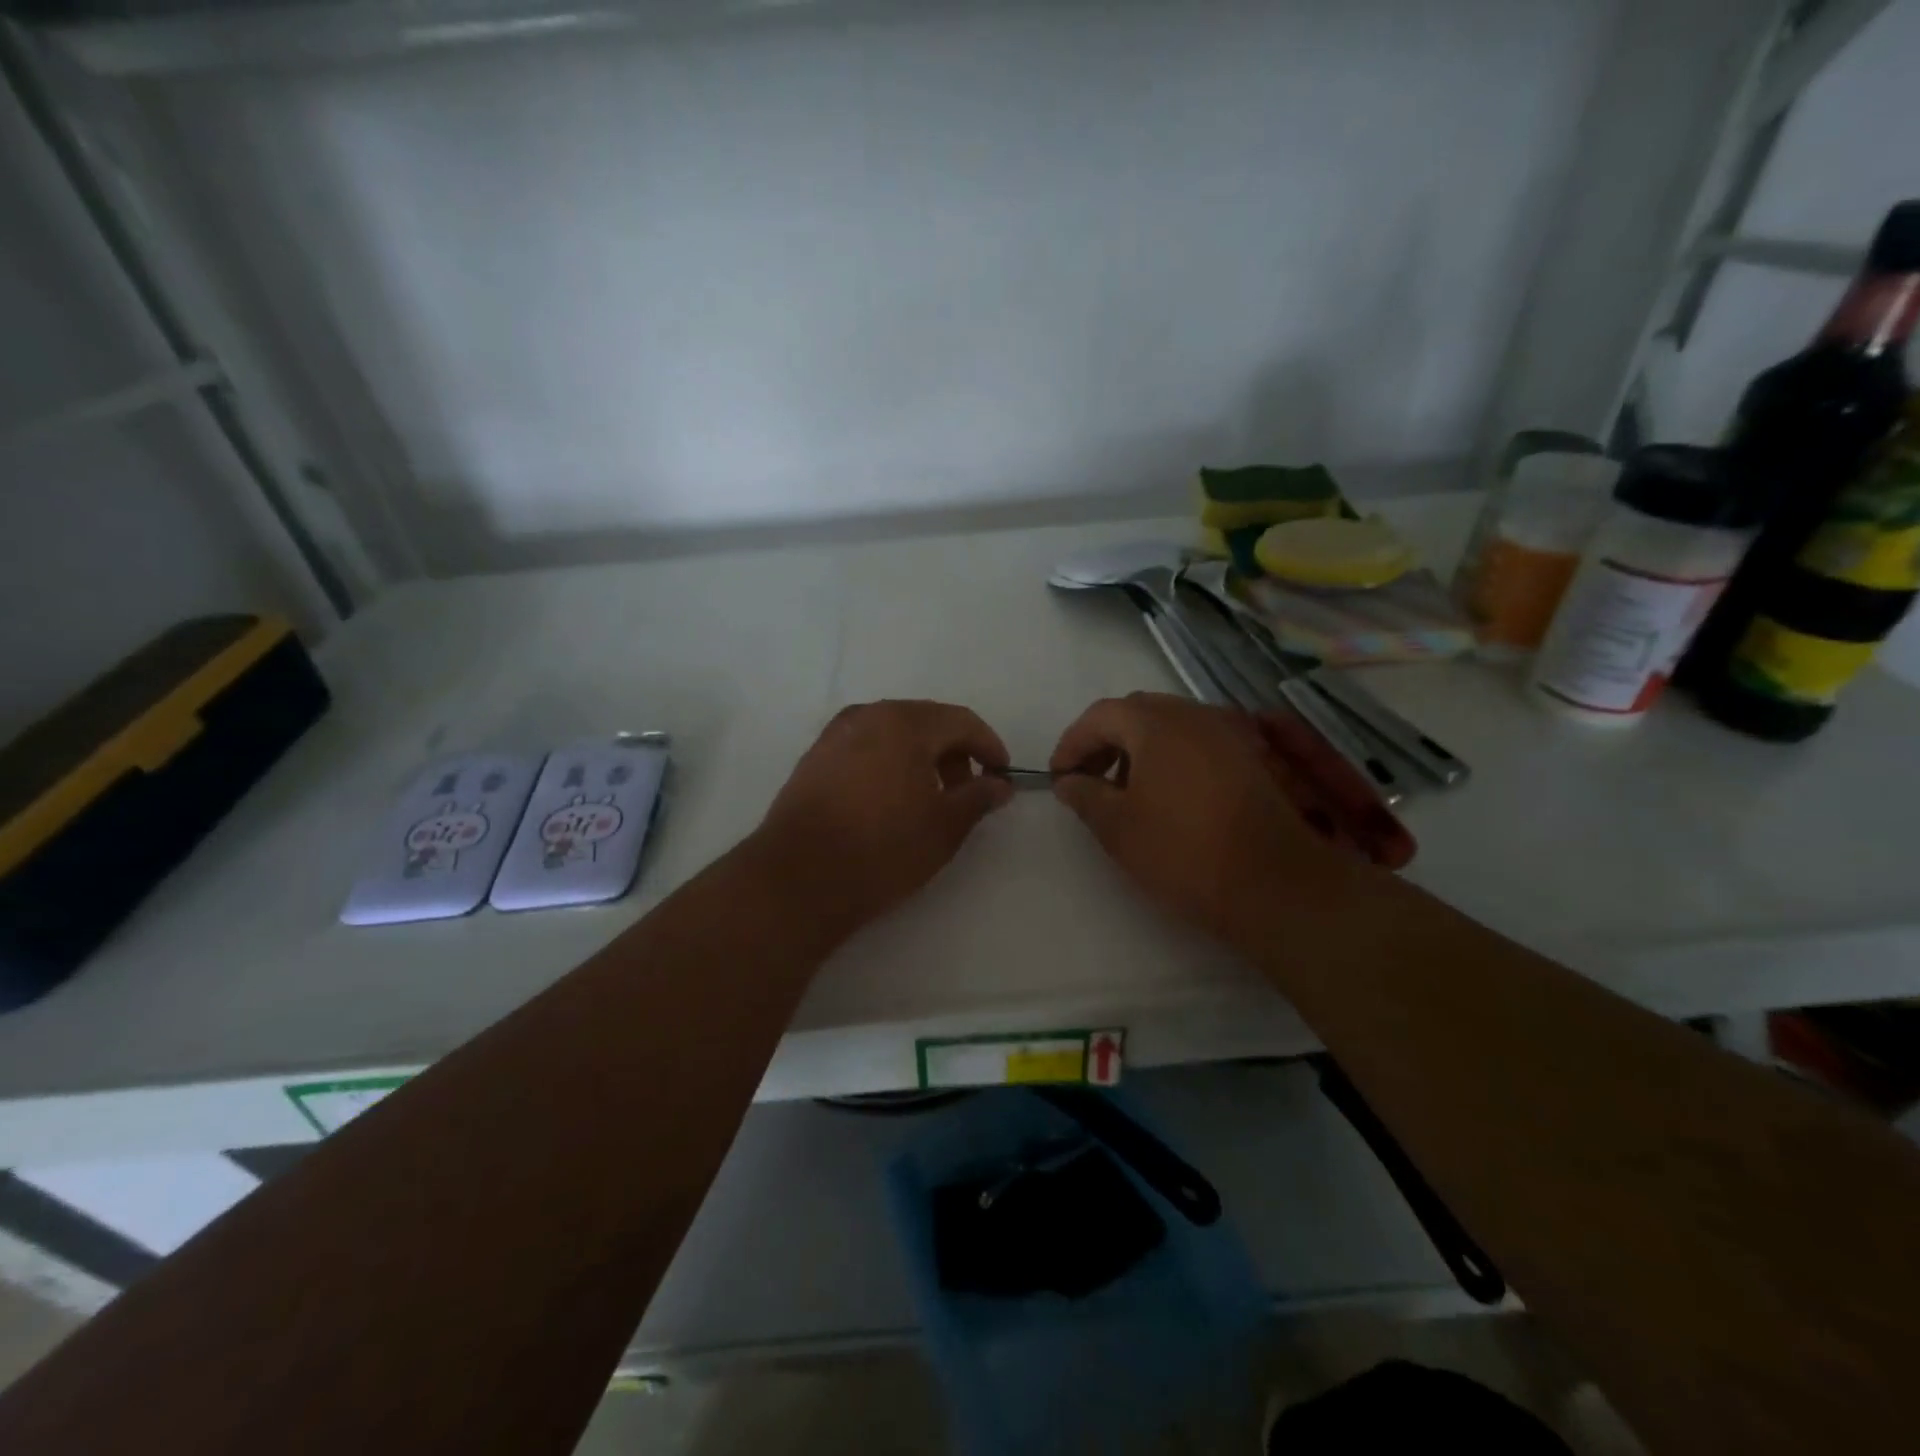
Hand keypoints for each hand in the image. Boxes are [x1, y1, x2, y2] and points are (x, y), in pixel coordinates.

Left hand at [757, 700, 1013, 930]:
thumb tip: (999, 785)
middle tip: (967, 790)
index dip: (989, 746)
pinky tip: (890, 800)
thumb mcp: (944, 827)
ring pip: (892, 733)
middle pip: (925, 722)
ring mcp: (835, 735)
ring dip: (920, 757)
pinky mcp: (814, 758)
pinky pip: (865, 747)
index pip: (961, 721)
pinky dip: (889, 763)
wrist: (799, 879)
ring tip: (930, 798)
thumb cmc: (882, 849)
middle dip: (954, 752)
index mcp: (904, 723)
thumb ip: (978, 798)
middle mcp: (868, 716)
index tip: (1002, 776)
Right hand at [1049, 692, 1413, 943]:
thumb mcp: (1117, 828)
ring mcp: (1232, 732)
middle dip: (1106, 741)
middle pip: (1138, 713)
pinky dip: (1174, 756)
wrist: (1274, 883)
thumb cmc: (1183, 851)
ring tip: (1126, 790)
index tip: (1058, 776)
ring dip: (1140, 748)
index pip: (1101, 716)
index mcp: (1157, 723)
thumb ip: (1085, 796)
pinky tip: (1170, 794)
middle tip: (1088, 778)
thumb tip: (1068, 781)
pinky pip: (1201, 742)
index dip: (1073, 743)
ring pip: (1172, 726)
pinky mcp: (1254, 756)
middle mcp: (1196, 714)